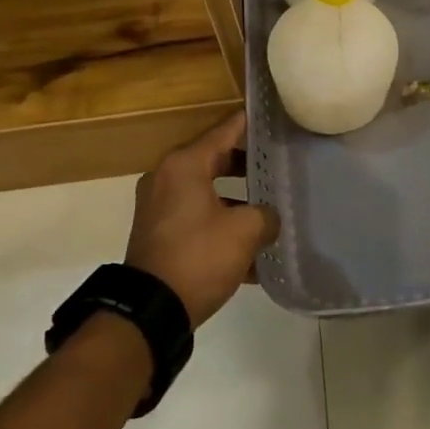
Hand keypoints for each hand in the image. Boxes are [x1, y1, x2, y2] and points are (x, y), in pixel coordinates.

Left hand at [126, 111, 279, 327]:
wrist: (150, 311)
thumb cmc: (199, 257)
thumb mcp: (244, 232)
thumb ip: (265, 215)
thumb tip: (268, 217)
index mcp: (185, 165)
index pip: (225, 131)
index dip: (250, 123)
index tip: (272, 116)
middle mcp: (167, 178)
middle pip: (216, 159)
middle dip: (248, 166)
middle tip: (279, 165)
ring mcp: (159, 207)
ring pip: (208, 192)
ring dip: (237, 200)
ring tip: (270, 210)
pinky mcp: (159, 234)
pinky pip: (197, 218)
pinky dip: (220, 225)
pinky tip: (252, 251)